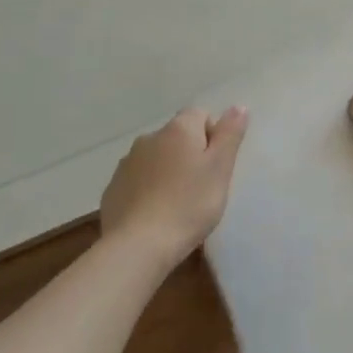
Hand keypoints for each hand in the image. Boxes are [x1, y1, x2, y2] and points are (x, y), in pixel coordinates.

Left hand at [100, 106, 247, 271]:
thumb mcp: (220, 169)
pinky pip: (137, 181)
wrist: (137, 246)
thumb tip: (239, 106)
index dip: (213, 137)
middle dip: (190, 156)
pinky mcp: (113, 189)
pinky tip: (155, 217)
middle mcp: (149, 138)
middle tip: (202, 189)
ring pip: (156, 159)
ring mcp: (127, 163)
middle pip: (177, 137)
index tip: (216, 166)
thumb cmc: (188, 205)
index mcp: (178, 129)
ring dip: (168, 173)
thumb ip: (230, 134)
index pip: (201, 115)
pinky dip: (148, 191)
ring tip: (178, 206)